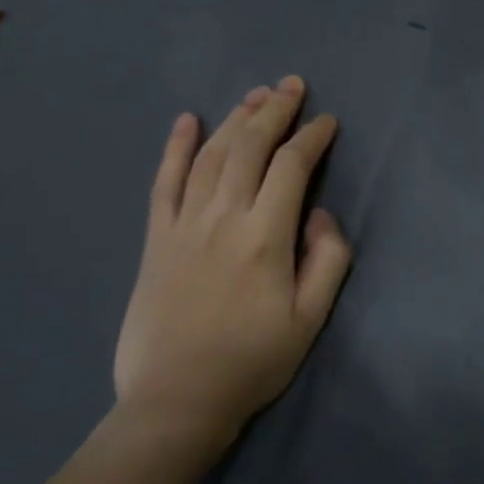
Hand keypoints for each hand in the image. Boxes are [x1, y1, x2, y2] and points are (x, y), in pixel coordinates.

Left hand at [112, 76, 351, 454]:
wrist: (177, 400)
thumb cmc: (254, 362)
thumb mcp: (311, 319)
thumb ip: (327, 260)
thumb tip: (320, 215)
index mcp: (265, 236)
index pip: (292, 168)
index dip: (312, 138)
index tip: (327, 122)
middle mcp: (222, 217)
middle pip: (249, 148)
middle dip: (273, 111)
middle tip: (291, 84)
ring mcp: (183, 225)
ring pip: (210, 156)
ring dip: (234, 119)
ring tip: (254, 95)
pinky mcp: (156, 239)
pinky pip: (164, 182)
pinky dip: (174, 148)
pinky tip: (186, 121)